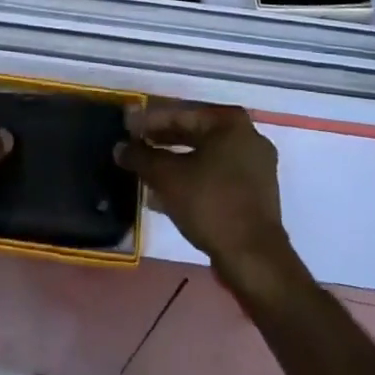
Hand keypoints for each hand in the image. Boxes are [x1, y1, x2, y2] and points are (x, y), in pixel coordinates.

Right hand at [116, 102, 291, 286]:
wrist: (254, 259)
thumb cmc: (210, 204)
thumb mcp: (168, 177)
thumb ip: (141, 157)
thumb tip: (119, 147)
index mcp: (230, 123)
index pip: (181, 114)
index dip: (149, 121)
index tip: (126, 127)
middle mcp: (247, 136)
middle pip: (194, 133)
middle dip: (162, 142)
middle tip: (134, 147)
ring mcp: (255, 166)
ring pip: (205, 157)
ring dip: (175, 163)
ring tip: (146, 172)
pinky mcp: (255, 194)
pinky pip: (216, 176)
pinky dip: (193, 180)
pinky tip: (167, 195)